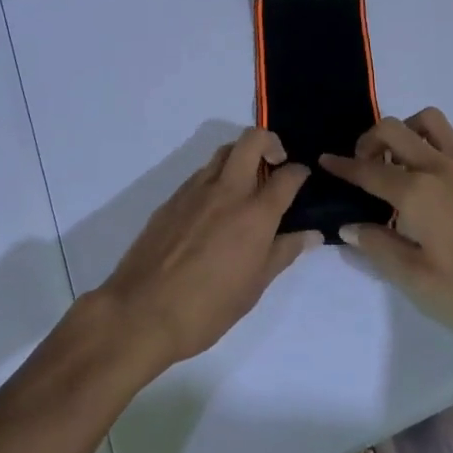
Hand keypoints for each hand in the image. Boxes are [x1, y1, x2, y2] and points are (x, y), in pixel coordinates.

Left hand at [92, 128, 317, 378]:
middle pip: (252, 139)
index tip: (302, 178)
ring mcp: (196, 190)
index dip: (300, 172)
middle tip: (274, 164)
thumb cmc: (207, 307)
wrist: (141, 312)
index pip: (287, 175)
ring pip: (224, 152)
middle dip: (270, 142)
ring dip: (240, 157)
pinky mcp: (172, 198)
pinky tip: (214, 209)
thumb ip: (284, 252)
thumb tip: (311, 234)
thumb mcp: (255, 286)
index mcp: (255, 213)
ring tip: (245, 186)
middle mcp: (228, 190)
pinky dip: (216, 178)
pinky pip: (201, 174)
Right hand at [321, 108, 452, 337]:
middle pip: (394, 129)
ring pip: (429, 121)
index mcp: (416, 192)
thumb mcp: (418, 278)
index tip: (325, 160)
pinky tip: (440, 169)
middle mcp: (438, 166)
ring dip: (408, 130)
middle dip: (370, 139)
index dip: (342, 165)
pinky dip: (440, 143)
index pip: (368, 171)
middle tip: (365, 162)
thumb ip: (380, 246)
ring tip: (402, 158)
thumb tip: (349, 226)